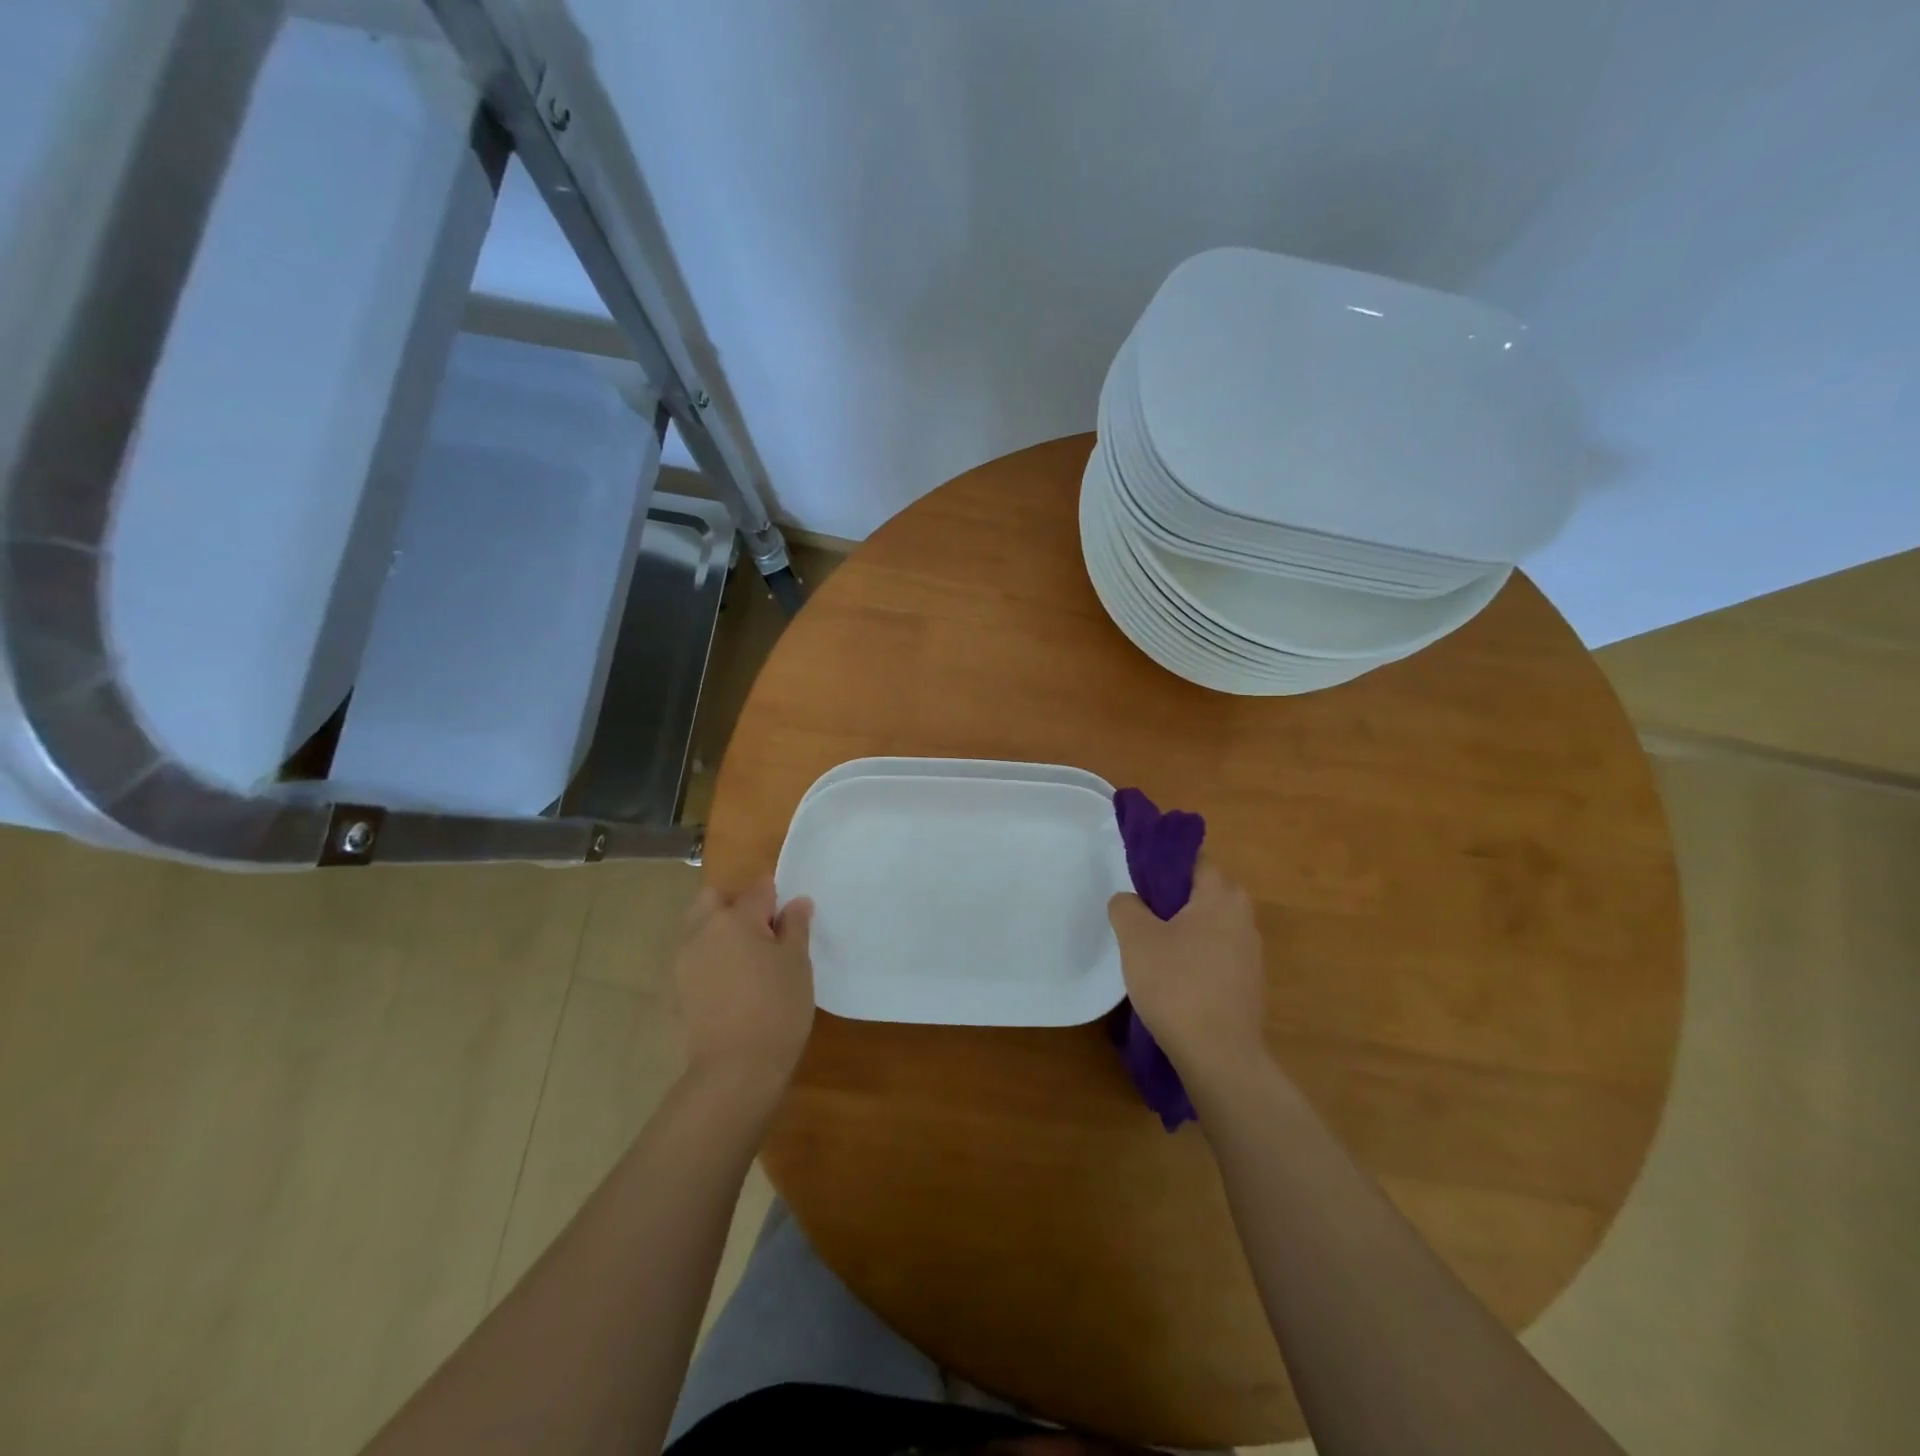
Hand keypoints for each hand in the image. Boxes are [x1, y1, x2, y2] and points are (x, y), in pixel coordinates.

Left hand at [674, 876, 814, 1103]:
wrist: (735, 1070)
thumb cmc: (777, 1008)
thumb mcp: (797, 964)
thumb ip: (795, 927)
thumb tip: (796, 902)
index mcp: (735, 918)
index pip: (759, 888)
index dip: (777, 899)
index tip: (789, 919)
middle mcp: (702, 930)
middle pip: (715, 899)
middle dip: (737, 905)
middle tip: (764, 934)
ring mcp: (684, 960)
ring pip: (700, 927)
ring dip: (720, 930)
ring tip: (748, 961)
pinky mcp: (677, 988)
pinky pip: (695, 956)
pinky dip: (711, 958)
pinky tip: (732, 985)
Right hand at [1108, 861, 1267, 1081]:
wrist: (1219, 1055)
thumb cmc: (1176, 984)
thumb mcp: (1136, 938)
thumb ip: (1126, 906)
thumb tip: (1129, 900)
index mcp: (1221, 895)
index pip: (1193, 859)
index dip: (1163, 861)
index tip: (1137, 875)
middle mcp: (1244, 916)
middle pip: (1202, 891)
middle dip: (1171, 896)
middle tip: (1139, 910)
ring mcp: (1250, 952)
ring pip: (1209, 923)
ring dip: (1182, 927)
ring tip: (1149, 945)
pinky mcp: (1248, 983)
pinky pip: (1216, 952)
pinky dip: (1194, 954)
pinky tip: (1171, 976)